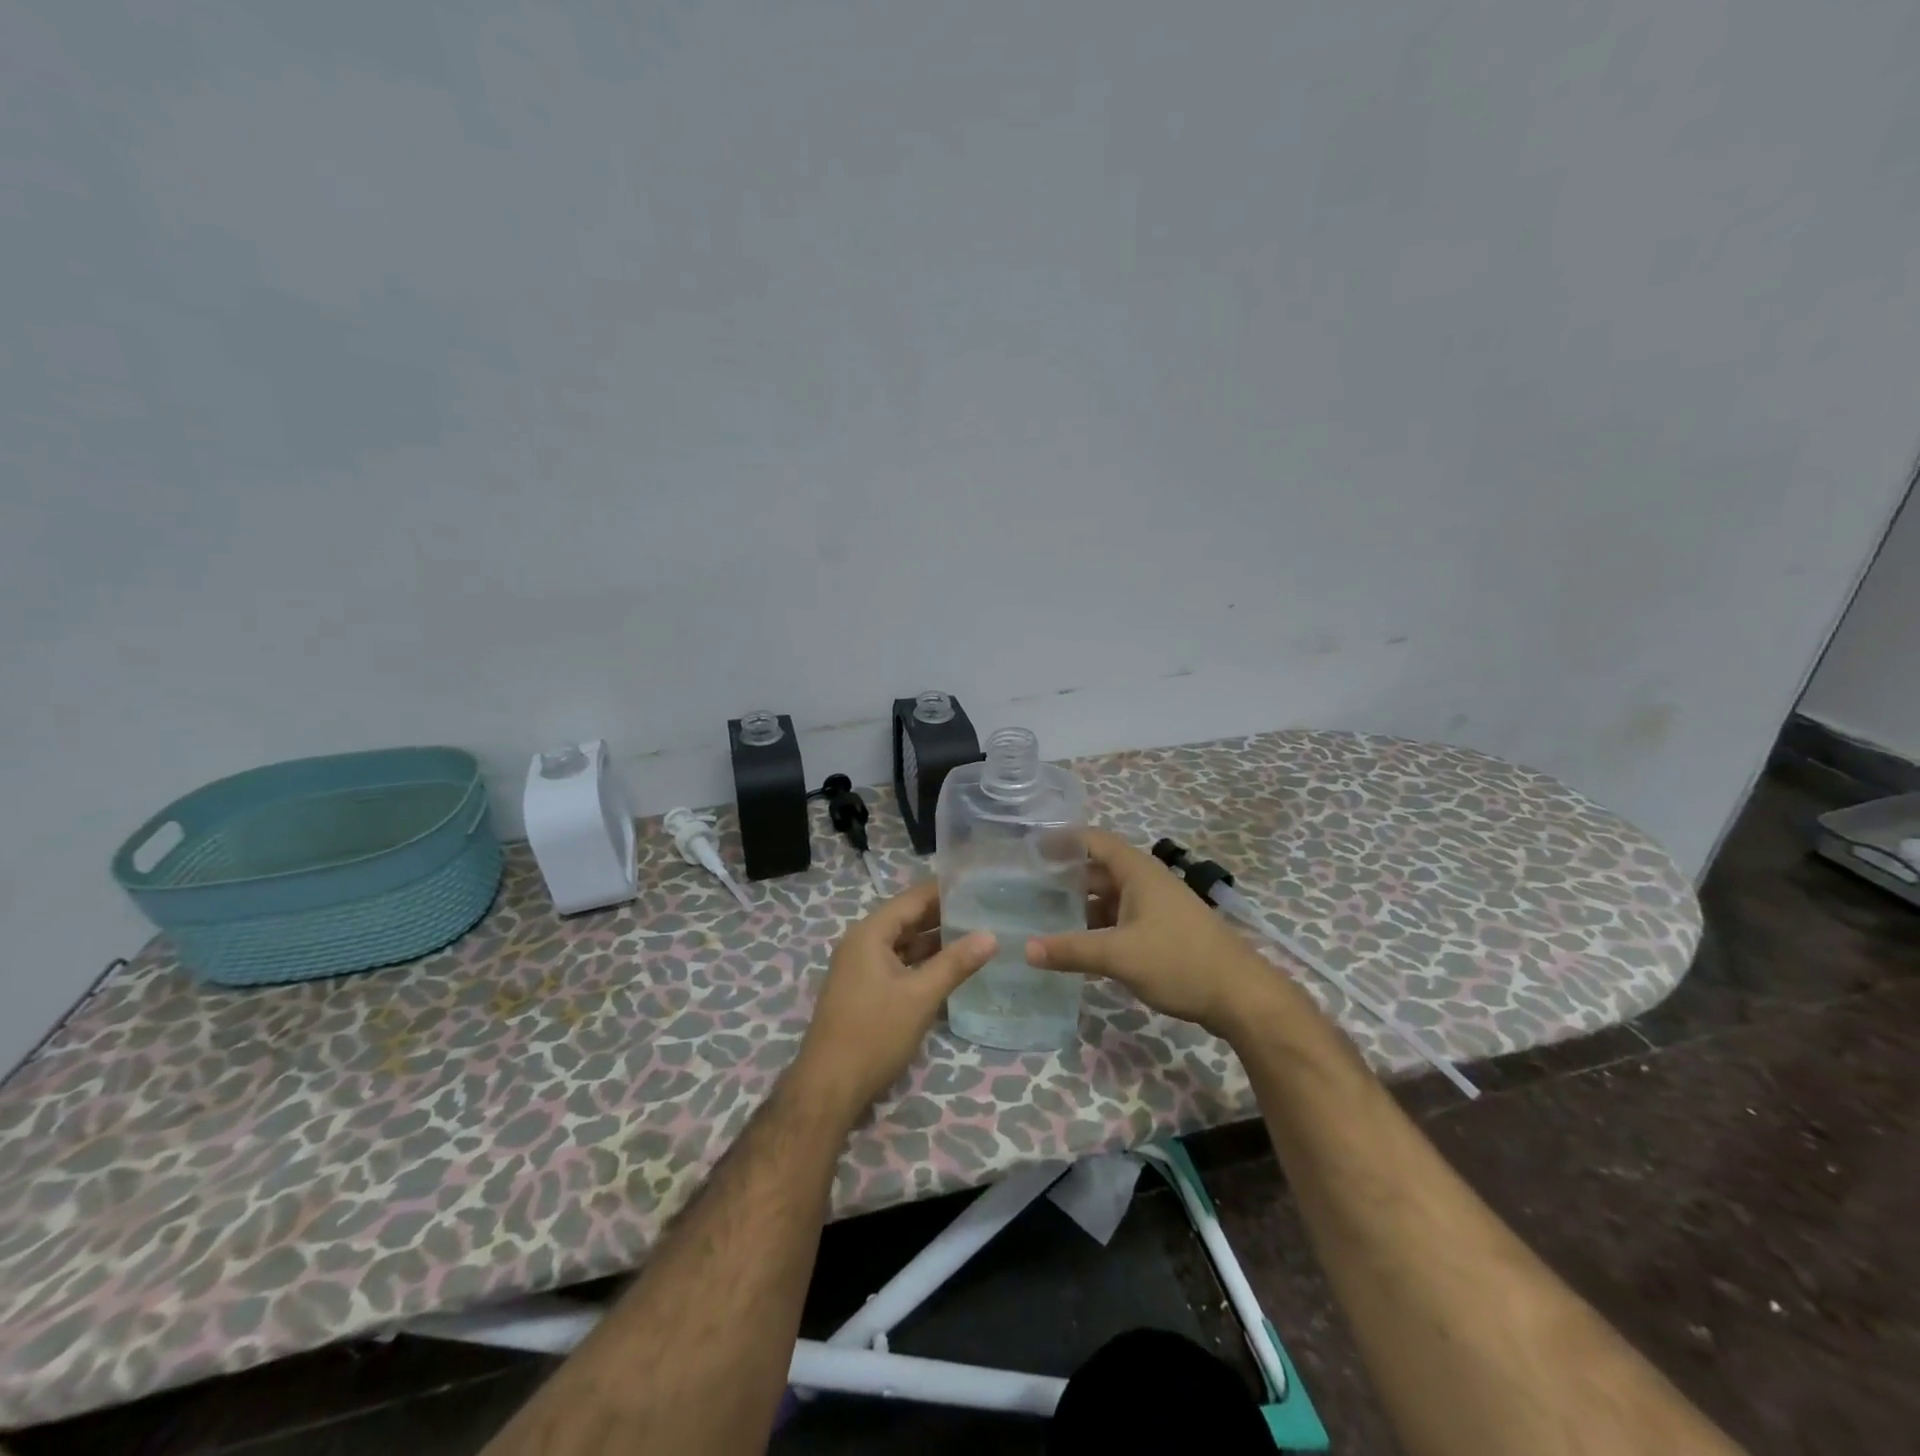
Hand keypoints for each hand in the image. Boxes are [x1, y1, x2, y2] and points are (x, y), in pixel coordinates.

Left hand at [793, 880, 995, 1122]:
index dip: (945, 889)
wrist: (829, 1088)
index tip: (978, 883)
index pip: (913, 898)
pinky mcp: (865, 990)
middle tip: (985, 908)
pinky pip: (899, 964)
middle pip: (908, 918)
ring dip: (935, 941)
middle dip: (944, 915)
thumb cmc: (874, 1034)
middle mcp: (863, 943)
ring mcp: (861, 968)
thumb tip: (991, 935)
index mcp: (870, 933)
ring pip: (904, 944)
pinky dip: (923, 963)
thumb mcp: (920, 996)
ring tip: (976, 934)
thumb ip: (956, 963)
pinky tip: (952, 967)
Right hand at [1024, 829, 1268, 1034]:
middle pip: (1098, 870)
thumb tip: (1026, 949)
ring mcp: (1156, 907)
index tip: (1029, 849)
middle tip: (1026, 889)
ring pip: (1110, 897)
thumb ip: (1071, 950)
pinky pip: (1122, 919)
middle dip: (1065, 878)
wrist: (1241, 996)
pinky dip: (1099, 927)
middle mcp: (1146, 882)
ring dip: (1081, 906)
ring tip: (1043, 918)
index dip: (1062, 841)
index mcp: (1137, 872)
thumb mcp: (1119, 955)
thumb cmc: (1179, 961)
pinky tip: (1078, 946)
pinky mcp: (1163, 931)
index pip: (1092, 840)